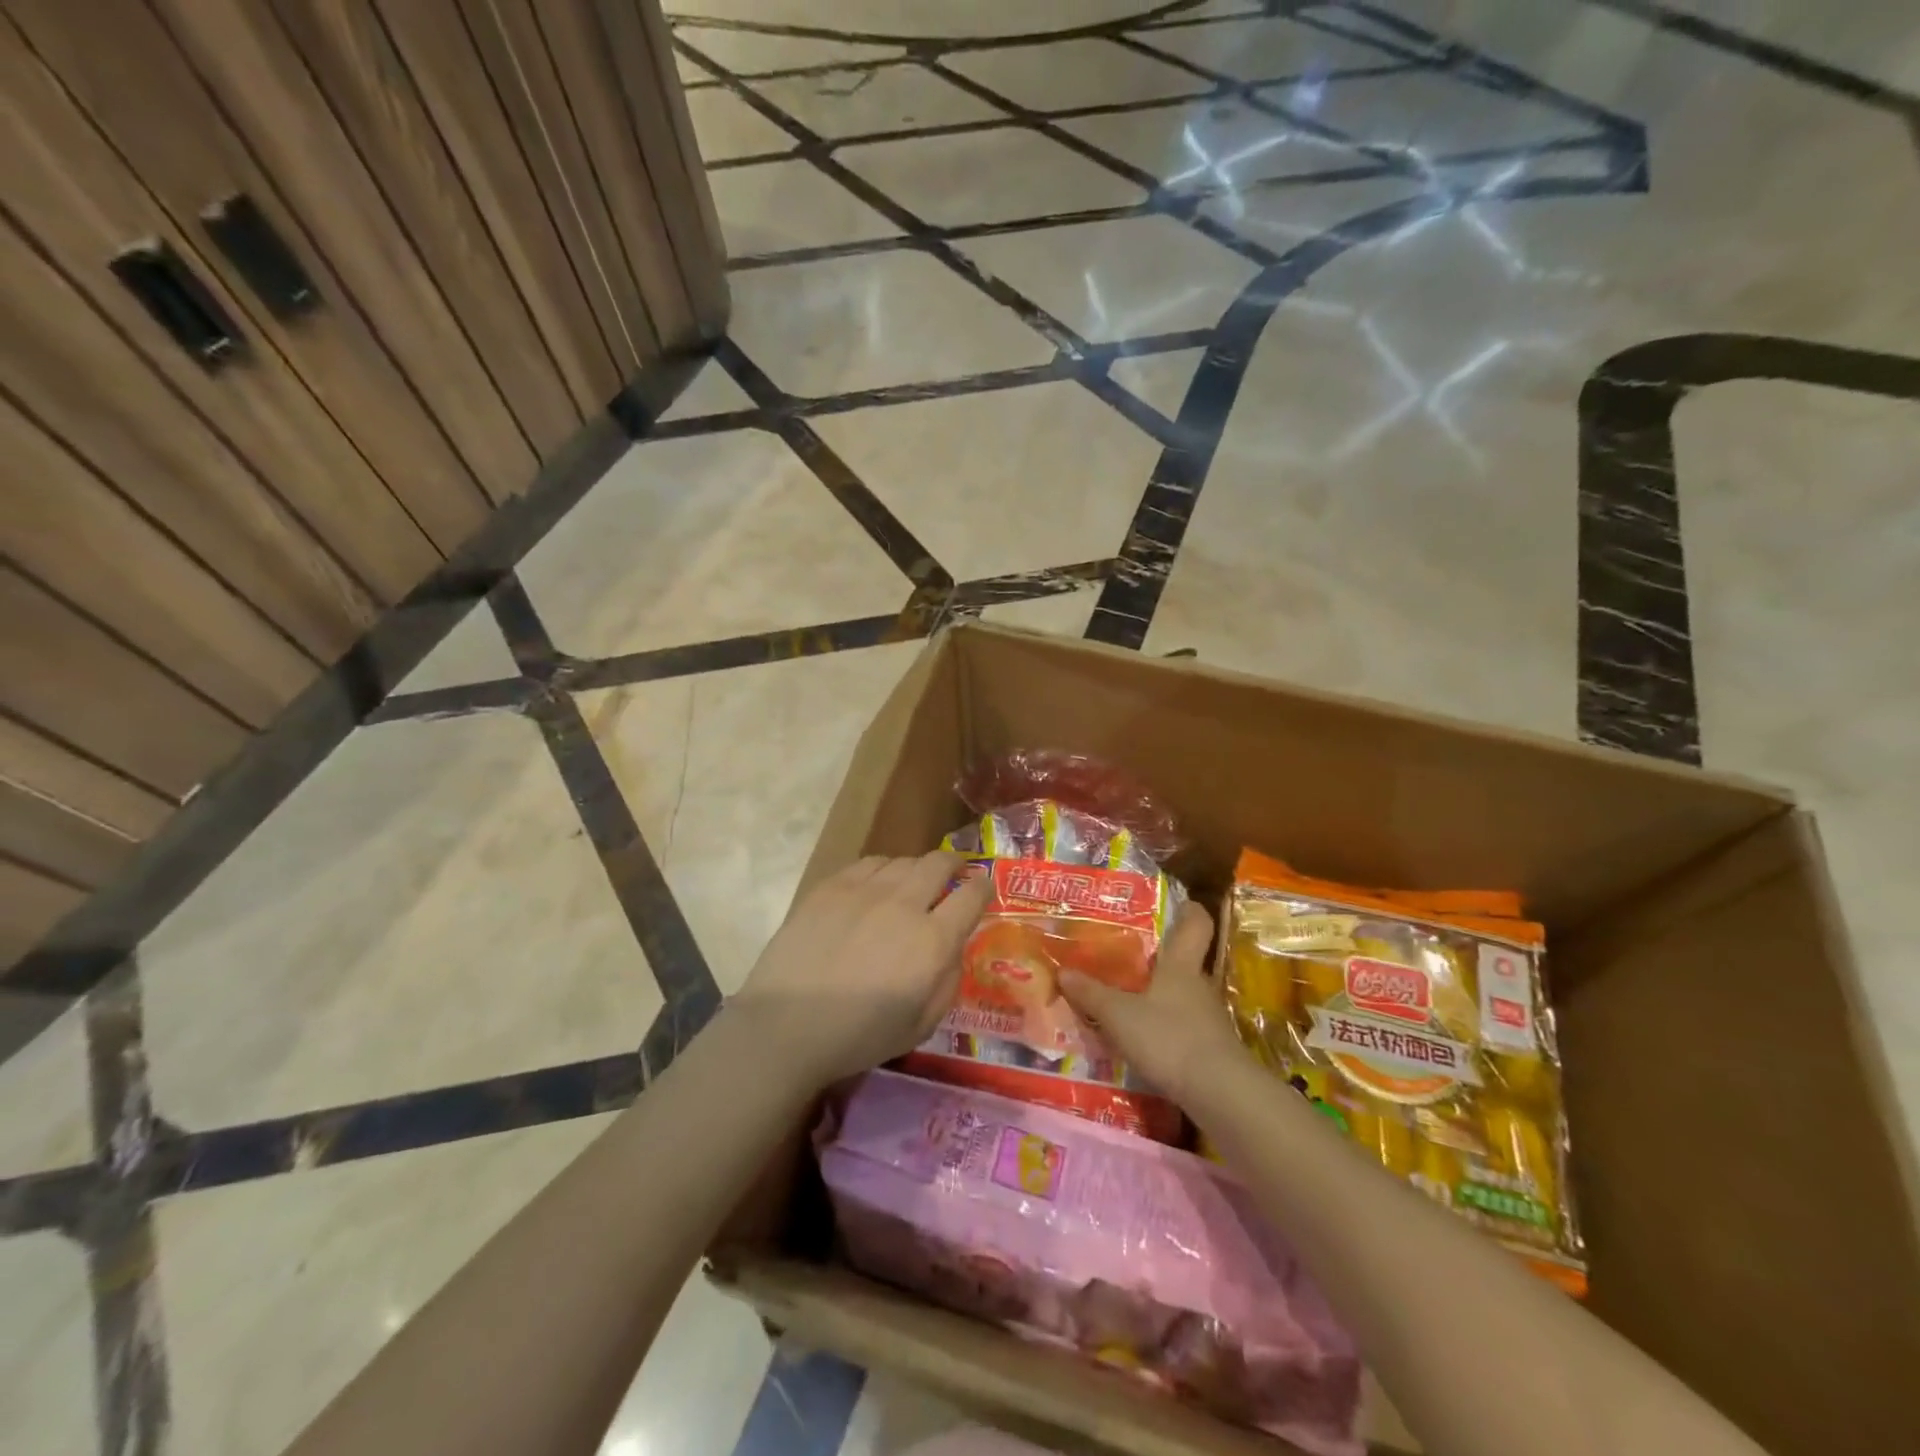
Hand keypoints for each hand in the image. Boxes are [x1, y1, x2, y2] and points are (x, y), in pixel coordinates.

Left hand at [730, 852, 992, 1090]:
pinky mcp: (831, 886)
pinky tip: (875, 886)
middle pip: (939, 863)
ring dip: (916, 869)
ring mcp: (864, 890)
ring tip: (910, 884)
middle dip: (954, 865)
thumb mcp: (921, 1025)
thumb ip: (948, 982)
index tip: (984, 889)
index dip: (984, 888)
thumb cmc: (858, 1037)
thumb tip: (954, 948)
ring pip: (903, 860)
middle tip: (953, 875)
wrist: (785, 1027)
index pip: (972, 895)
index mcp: (932, 941)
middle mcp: (904, 904)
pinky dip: (882, 870)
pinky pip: (868, 863)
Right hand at [1059, 902, 1244, 1104]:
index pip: (1196, 924)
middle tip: (1132, 957)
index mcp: (1180, 965)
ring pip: (1185, 995)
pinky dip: (1168, 1027)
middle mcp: (1199, 984)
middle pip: (1187, 961)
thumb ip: (1092, 994)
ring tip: (1132, 1000)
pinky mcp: (1212, 1048)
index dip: (1189, 910)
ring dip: (1163, 995)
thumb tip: (1063, 971)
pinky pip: (1186, 1025)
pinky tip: (1146, 1039)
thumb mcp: (1119, 1015)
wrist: (1219, 1092)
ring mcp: (1209, 1018)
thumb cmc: (1168, 1037)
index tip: (1180, 903)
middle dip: (1164, 958)